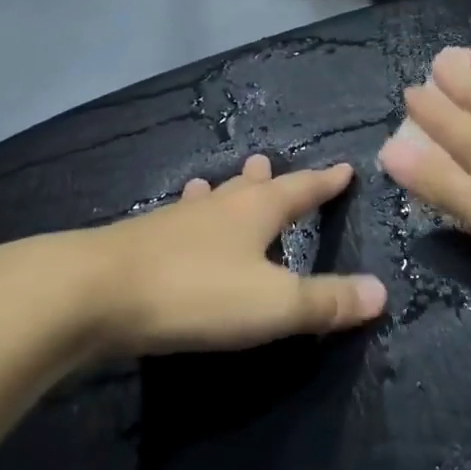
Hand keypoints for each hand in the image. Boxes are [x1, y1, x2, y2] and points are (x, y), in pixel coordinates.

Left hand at [0, 155, 387, 362]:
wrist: (87, 295)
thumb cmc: (194, 293)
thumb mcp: (274, 304)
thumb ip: (328, 302)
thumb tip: (383, 293)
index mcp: (256, 213)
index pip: (302, 190)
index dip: (326, 183)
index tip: (345, 169)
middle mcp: (217, 208)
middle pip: (252, 187)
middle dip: (271, 180)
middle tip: (273, 165)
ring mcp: (173, 222)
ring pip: (210, 201)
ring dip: (225, 192)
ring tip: (226, 181)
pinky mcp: (138, 244)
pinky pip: (177, 222)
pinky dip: (188, 217)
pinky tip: (174, 223)